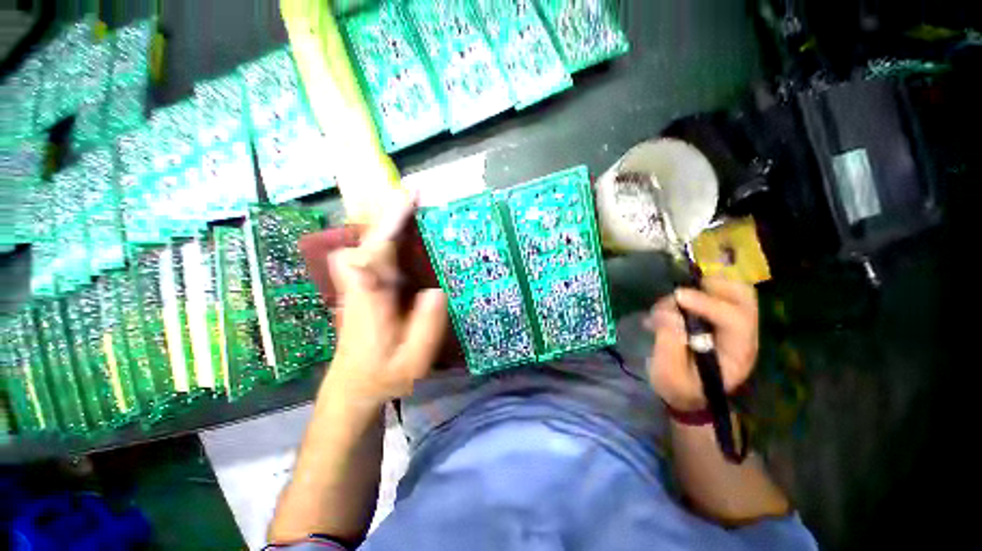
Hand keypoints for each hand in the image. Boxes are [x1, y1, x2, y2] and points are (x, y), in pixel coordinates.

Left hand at [323, 195, 448, 408]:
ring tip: (416, 204)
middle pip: (370, 239)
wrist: (354, 385)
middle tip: (418, 193)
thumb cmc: (383, 375)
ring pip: (372, 242)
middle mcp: (361, 284)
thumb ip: (426, 327)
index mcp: (370, 300)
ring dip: (391, 220)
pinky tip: (409, 231)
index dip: (389, 224)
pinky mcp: (368, 285)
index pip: (372, 253)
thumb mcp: (412, 361)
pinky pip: (378, 252)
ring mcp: (362, 283)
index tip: (409, 199)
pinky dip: (392, 235)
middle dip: (392, 213)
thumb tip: (437, 290)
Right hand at [644, 277, 758, 412]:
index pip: (736, 320)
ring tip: (674, 299)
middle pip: (744, 298)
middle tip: (682, 291)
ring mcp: (731, 325)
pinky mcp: (718, 318)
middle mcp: (742, 335)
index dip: (708, 304)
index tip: (678, 297)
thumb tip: (669, 313)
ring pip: (732, 291)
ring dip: (704, 286)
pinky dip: (696, 290)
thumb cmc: (679, 387)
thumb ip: (669, 344)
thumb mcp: (669, 373)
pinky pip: (715, 293)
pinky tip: (673, 303)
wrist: (684, 393)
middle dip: (713, 287)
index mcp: (737, 353)